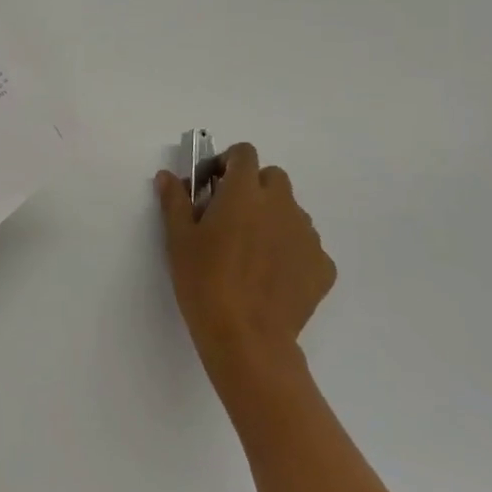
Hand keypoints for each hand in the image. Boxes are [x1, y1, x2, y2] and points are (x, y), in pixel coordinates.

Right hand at [154, 141, 335, 404]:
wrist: (246, 338)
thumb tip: (168, 176)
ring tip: (251, 249)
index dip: (227, 162)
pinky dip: (290, 250)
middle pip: (273, 178)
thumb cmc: (204, 280)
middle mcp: (281, 206)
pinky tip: (271, 275)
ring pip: (291, 211)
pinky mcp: (323, 267)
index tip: (211, 184)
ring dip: (272, 217)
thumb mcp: (178, 238)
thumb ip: (175, 200)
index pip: (244, 153)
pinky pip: (306, 245)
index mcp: (244, 192)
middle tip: (230, 214)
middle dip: (253, 186)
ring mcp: (307, 236)